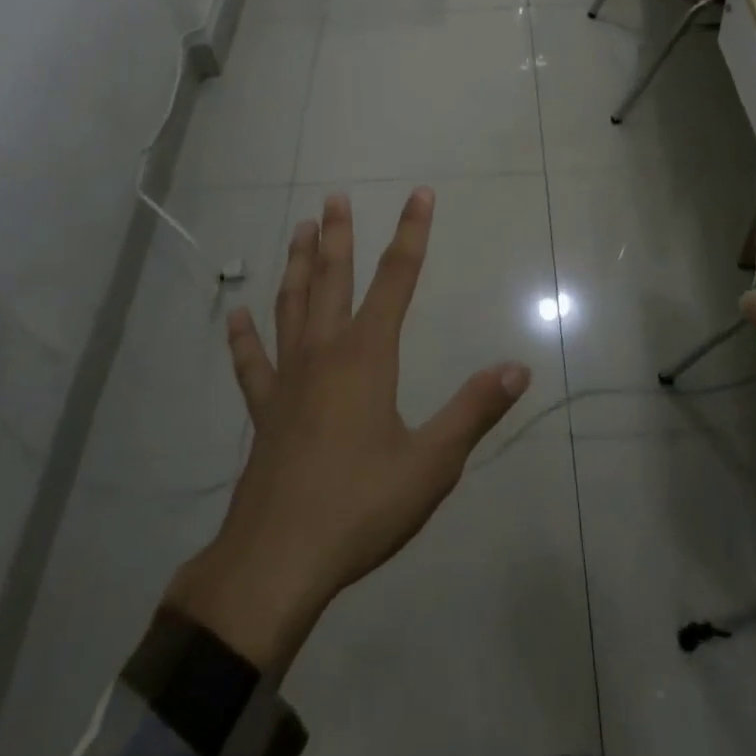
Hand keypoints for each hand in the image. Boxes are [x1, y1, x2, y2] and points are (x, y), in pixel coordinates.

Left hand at [148, 188, 529, 675]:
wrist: (277, 561)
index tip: (420, 194)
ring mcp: (288, 379)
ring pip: (291, 306)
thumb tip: (517, 368)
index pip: (397, 278)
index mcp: (367, 355)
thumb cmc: (361, 506)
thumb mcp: (432, 463)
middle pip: (332, 279)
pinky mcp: (264, 411)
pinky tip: (237, 316)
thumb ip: (474, 410)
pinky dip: (244, 338)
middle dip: (338, 235)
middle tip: (334, 197)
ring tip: (299, 229)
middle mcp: (324, 352)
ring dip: (296, 265)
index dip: (412, 232)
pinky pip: (251, 364)